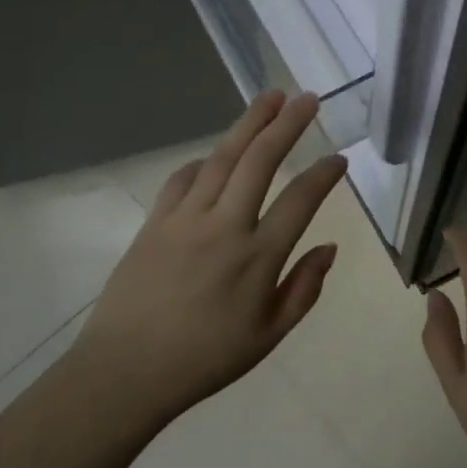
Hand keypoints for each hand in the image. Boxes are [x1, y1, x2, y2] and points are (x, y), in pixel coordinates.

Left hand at [72, 90, 346, 427]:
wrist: (127, 370)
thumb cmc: (205, 360)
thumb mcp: (268, 337)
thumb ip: (304, 289)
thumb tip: (329, 247)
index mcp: (258, 258)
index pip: (300, 200)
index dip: (324, 175)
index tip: (339, 158)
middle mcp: (225, 226)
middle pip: (261, 161)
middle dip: (287, 124)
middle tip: (307, 98)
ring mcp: (186, 218)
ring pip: (223, 157)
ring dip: (248, 123)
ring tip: (269, 97)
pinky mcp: (155, 220)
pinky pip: (183, 178)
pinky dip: (203, 161)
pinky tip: (215, 154)